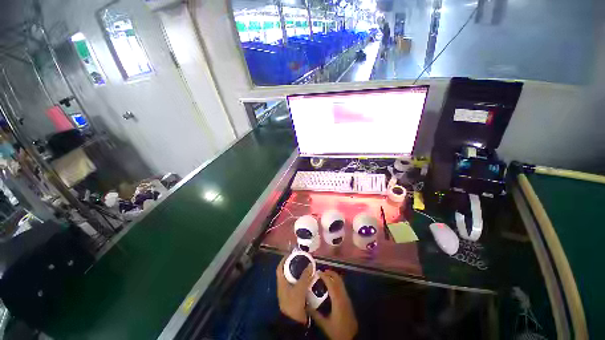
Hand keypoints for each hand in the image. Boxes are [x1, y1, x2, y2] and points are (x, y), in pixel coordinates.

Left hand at [276, 255, 312, 323]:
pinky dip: (303, 280)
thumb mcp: (299, 288)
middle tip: (302, 259)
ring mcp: (289, 291)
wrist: (294, 322)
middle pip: (287, 272)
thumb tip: (310, 264)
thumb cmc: (293, 303)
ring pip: (294, 278)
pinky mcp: (295, 296)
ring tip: (307, 266)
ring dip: (299, 272)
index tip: (291, 253)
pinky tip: (309, 278)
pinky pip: (298, 285)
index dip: (284, 259)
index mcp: (281, 282)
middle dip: (294, 264)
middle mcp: (284, 285)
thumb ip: (305, 276)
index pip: (280, 267)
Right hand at [308, 270, 357, 339]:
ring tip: (325, 276)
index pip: (331, 283)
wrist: (351, 339)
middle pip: (338, 279)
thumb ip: (314, 314)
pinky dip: (336, 282)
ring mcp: (347, 298)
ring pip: (341, 282)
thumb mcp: (324, 324)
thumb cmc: (337, 331)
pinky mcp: (348, 301)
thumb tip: (305, 305)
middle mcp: (343, 296)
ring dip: (333, 277)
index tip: (317, 272)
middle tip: (321, 272)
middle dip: (330, 273)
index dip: (324, 276)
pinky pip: (342, 287)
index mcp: (337, 300)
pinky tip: (331, 286)